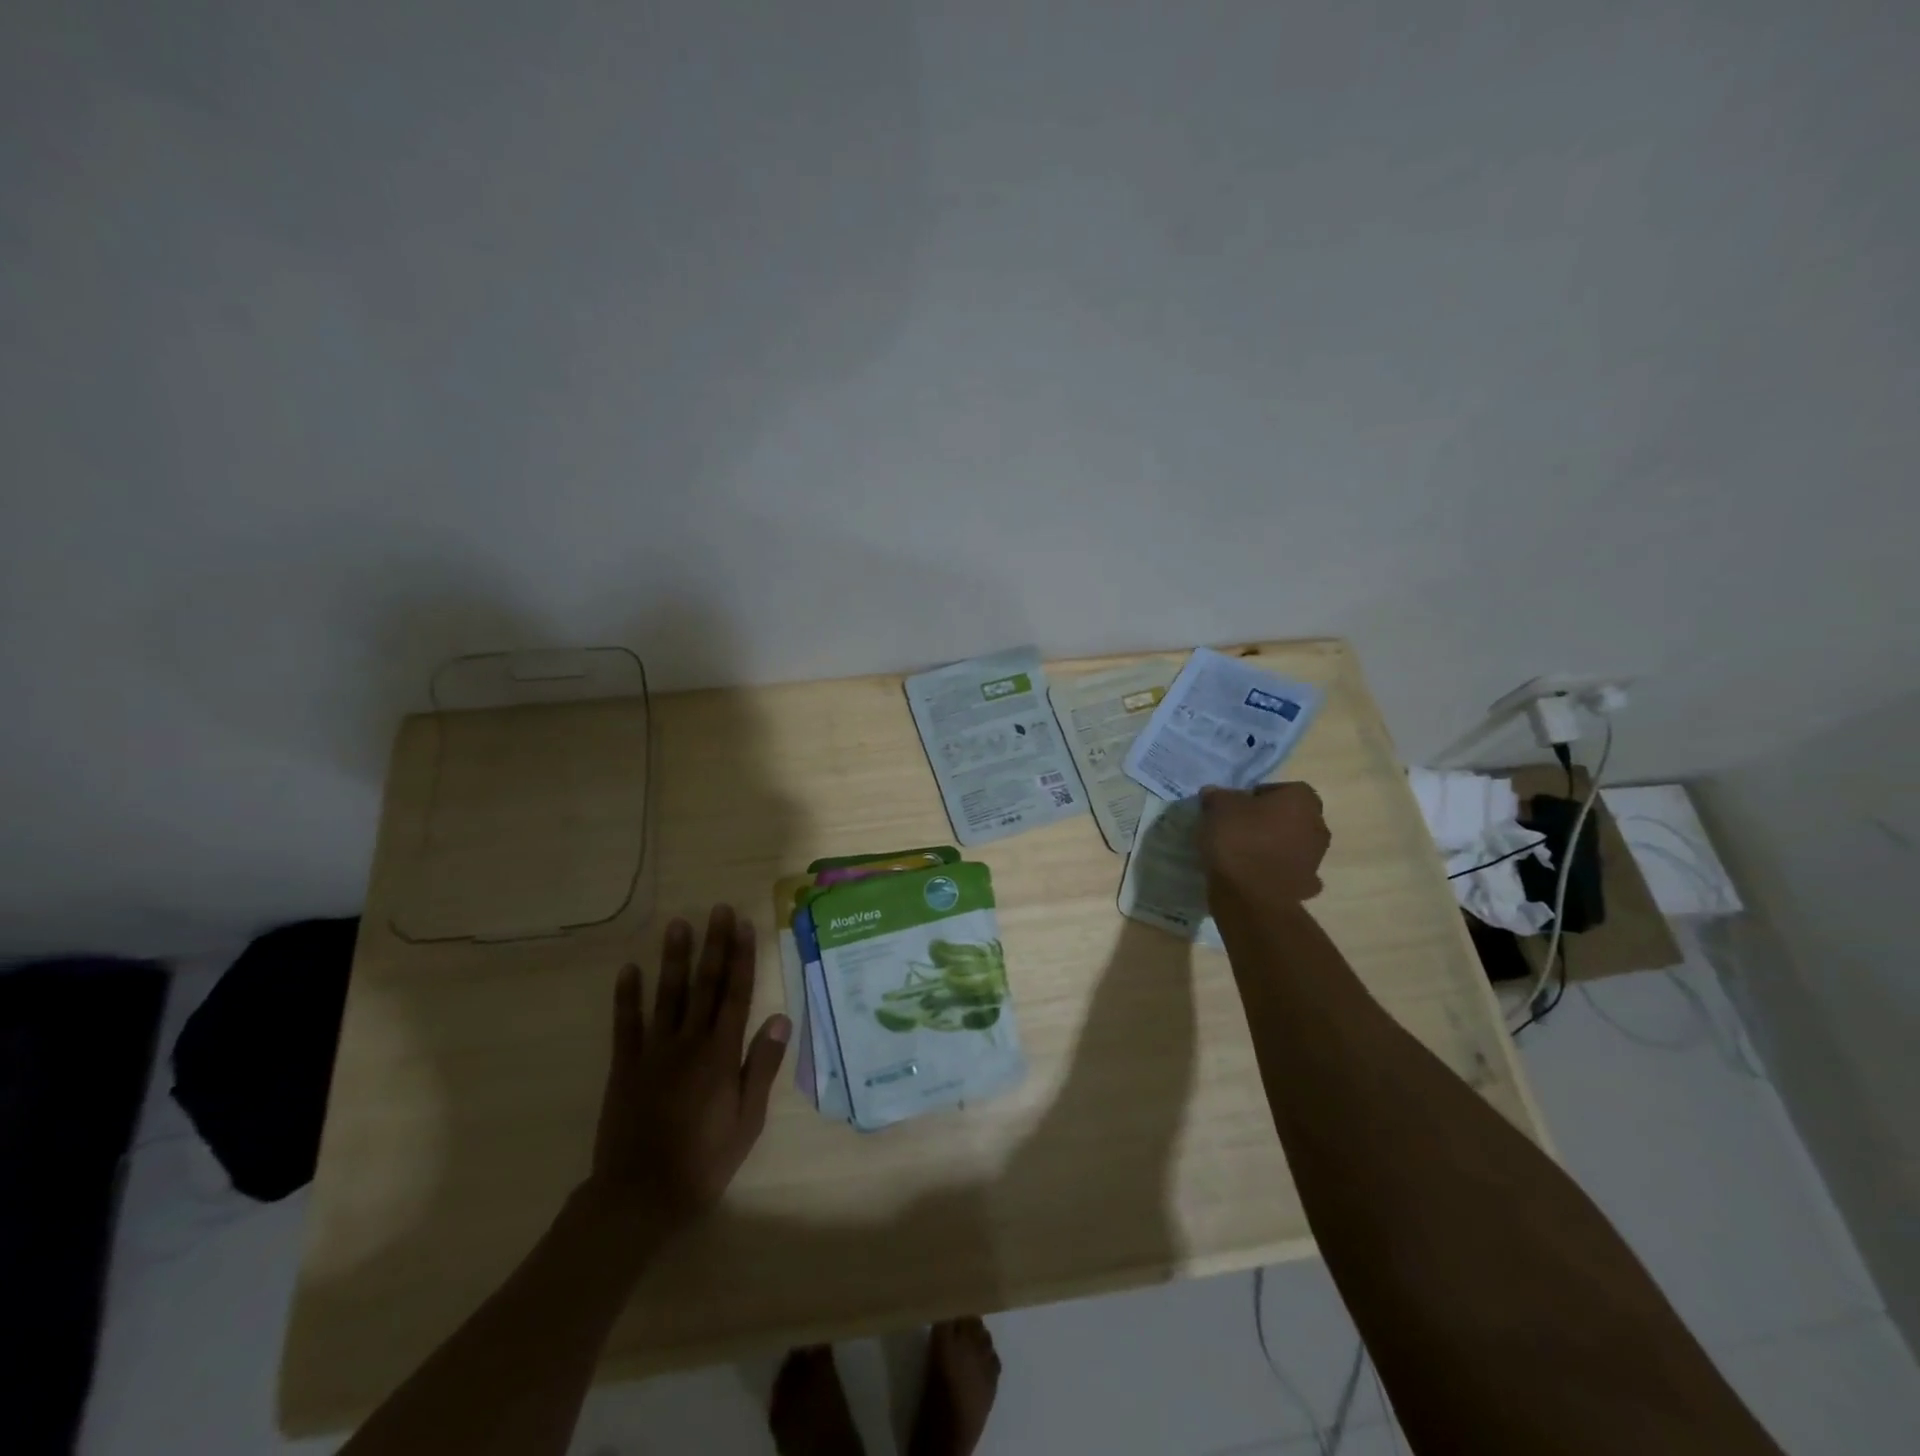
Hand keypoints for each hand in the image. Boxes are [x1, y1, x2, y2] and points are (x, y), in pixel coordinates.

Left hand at [585, 905, 790, 1234]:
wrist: (640, 1197)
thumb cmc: (704, 1161)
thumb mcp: (747, 1120)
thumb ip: (761, 1067)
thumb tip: (780, 1018)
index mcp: (721, 1054)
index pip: (736, 994)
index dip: (742, 957)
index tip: (745, 926)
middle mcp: (689, 1042)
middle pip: (705, 984)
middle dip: (714, 945)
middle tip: (718, 910)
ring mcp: (654, 1052)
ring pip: (667, 995)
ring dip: (674, 958)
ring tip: (678, 925)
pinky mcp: (625, 1067)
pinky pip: (626, 1025)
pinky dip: (627, 996)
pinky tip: (628, 970)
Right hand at [1198, 782, 1330, 901]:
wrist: (1249, 895)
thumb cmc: (1237, 839)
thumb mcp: (1217, 807)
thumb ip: (1217, 796)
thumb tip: (1214, 794)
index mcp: (1301, 800)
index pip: (1282, 789)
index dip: (1258, 796)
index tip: (1237, 807)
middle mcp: (1317, 826)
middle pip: (1291, 817)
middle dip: (1270, 821)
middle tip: (1241, 828)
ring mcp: (1316, 859)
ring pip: (1293, 845)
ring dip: (1275, 847)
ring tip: (1244, 854)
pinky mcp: (1307, 886)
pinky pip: (1290, 872)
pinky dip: (1277, 873)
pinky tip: (1255, 876)